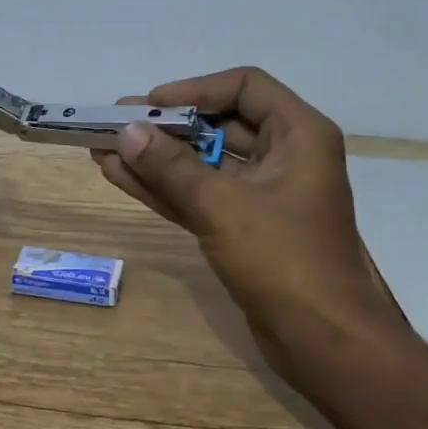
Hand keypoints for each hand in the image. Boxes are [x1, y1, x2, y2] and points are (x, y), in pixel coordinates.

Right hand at [91, 67, 406, 377]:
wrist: (323, 340)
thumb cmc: (283, 259)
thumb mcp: (222, 206)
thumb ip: (172, 167)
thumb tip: (127, 132)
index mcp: (299, 135)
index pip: (244, 87)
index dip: (194, 90)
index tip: (148, 105)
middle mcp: (285, 157)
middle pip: (220, 125)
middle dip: (167, 127)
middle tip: (115, 126)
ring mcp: (265, 196)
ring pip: (204, 166)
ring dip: (157, 160)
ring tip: (104, 151)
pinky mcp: (247, 230)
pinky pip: (202, 197)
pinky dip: (166, 189)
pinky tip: (122, 178)